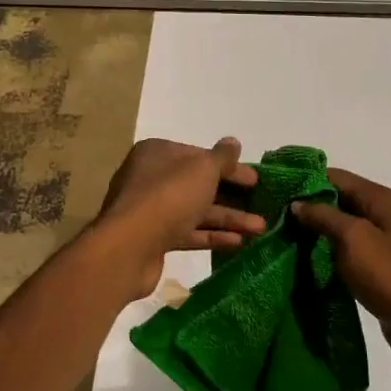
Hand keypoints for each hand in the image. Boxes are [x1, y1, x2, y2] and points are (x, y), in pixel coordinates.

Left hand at [92, 138, 264, 298]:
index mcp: (158, 153)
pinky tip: (237, 242)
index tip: (255, 180)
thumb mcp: (202, 170)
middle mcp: (151, 178)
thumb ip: (221, 157)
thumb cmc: (168, 197)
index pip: (199, 156)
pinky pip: (187, 233)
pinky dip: (211, 236)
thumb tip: (233, 142)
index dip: (229, 167)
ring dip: (228, 218)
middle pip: (198, 184)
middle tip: (262, 205)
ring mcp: (151, 211)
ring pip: (195, 210)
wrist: (128, 248)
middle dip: (232, 196)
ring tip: (260, 228)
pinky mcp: (153, 239)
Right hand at [290, 169, 390, 373]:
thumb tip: (298, 203)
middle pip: (338, 201)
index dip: (305, 180)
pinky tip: (304, 262)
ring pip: (340, 229)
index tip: (275, 189)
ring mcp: (382, 243)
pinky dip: (327, 255)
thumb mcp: (354, 238)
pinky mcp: (378, 269)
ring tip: (281, 238)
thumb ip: (324, 216)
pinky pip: (346, 253)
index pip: (335, 177)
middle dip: (307, 207)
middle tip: (271, 216)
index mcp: (381, 199)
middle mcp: (383, 215)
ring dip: (315, 233)